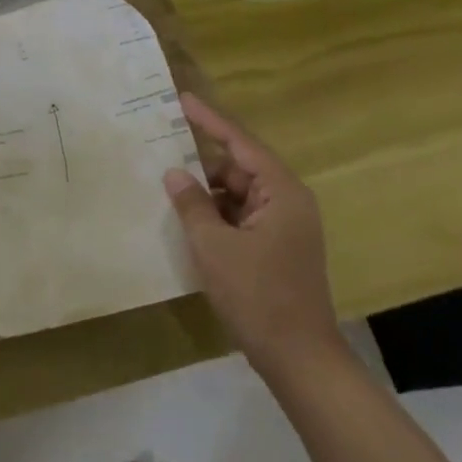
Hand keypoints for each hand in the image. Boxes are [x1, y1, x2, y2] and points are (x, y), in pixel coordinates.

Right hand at [163, 92, 342, 382]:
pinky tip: (187, 223)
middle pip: (239, 169)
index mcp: (281, 192)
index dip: (209, 120)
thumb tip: (174, 173)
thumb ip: (192, 203)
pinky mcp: (277, 250)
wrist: (300, 361)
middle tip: (162, 155)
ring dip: (207, 195)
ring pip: (238, 195)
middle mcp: (287, 202)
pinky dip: (216, 217)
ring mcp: (284, 228)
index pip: (240, 143)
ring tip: (168, 192)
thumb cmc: (258, 296)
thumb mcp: (214, 246)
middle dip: (202, 165)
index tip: (181, 100)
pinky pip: (241, 218)